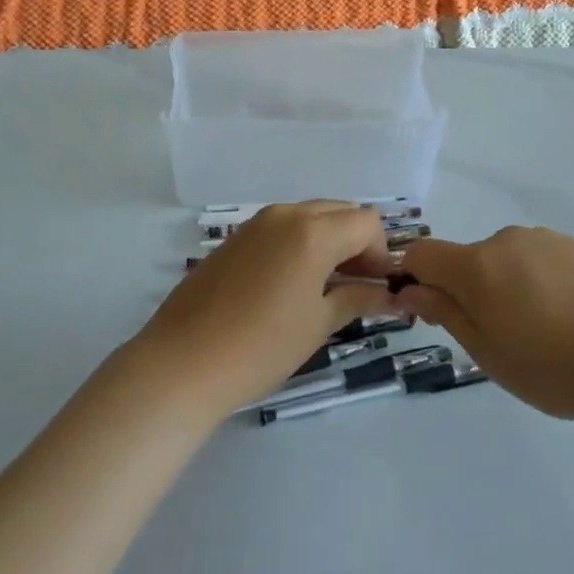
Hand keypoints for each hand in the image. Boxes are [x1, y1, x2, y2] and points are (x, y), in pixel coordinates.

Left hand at [127, 202, 398, 418]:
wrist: (183, 362)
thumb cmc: (261, 346)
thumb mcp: (318, 324)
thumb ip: (358, 299)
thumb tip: (390, 295)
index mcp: (312, 231)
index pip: (366, 223)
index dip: (381, 253)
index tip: (379, 287)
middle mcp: (285, 214)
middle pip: (339, 211)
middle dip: (357, 243)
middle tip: (359, 286)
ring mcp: (255, 223)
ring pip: (310, 217)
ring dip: (329, 241)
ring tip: (327, 287)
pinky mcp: (235, 238)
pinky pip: (282, 228)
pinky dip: (300, 244)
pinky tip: (292, 284)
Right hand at [396, 227, 573, 421]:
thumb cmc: (550, 365)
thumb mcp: (486, 351)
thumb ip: (443, 312)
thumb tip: (408, 289)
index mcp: (475, 265)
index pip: (421, 254)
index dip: (413, 278)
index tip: (427, 311)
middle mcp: (502, 239)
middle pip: (464, 259)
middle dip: (466, 289)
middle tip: (495, 335)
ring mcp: (539, 239)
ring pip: (500, 259)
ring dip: (502, 284)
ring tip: (537, 327)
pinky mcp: (570, 245)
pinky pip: (533, 258)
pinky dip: (533, 280)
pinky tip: (561, 313)